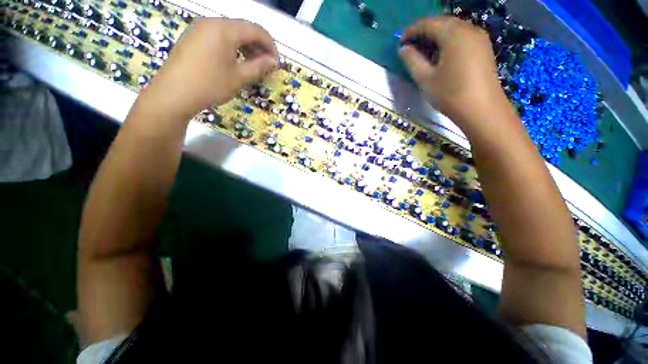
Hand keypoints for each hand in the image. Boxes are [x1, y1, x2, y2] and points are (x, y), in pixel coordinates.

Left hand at [137, 18, 277, 121]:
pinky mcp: (193, 36)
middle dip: (258, 45)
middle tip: (266, 65)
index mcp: (225, 29)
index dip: (270, 45)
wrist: (174, 93)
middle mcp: (212, 22)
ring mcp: (200, 28)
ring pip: (230, 32)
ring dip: (245, 46)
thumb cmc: (210, 85)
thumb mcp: (239, 77)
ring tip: (252, 64)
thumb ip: (259, 66)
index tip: (276, 62)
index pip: (256, 30)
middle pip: (243, 28)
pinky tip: (234, 60)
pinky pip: (218, 36)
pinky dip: (231, 46)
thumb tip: (274, 61)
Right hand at [399, 16, 509, 127]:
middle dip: (424, 31)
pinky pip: (462, 36)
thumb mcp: (425, 79)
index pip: (428, 23)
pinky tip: (441, 53)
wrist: (481, 109)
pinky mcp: (483, 47)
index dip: (411, 31)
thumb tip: (403, 49)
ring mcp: (479, 37)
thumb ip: (412, 61)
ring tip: (423, 50)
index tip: (399, 42)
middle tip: (410, 46)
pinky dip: (448, 40)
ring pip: (453, 28)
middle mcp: (468, 29)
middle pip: (442, 22)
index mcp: (453, 34)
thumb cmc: (450, 95)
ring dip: (436, 35)